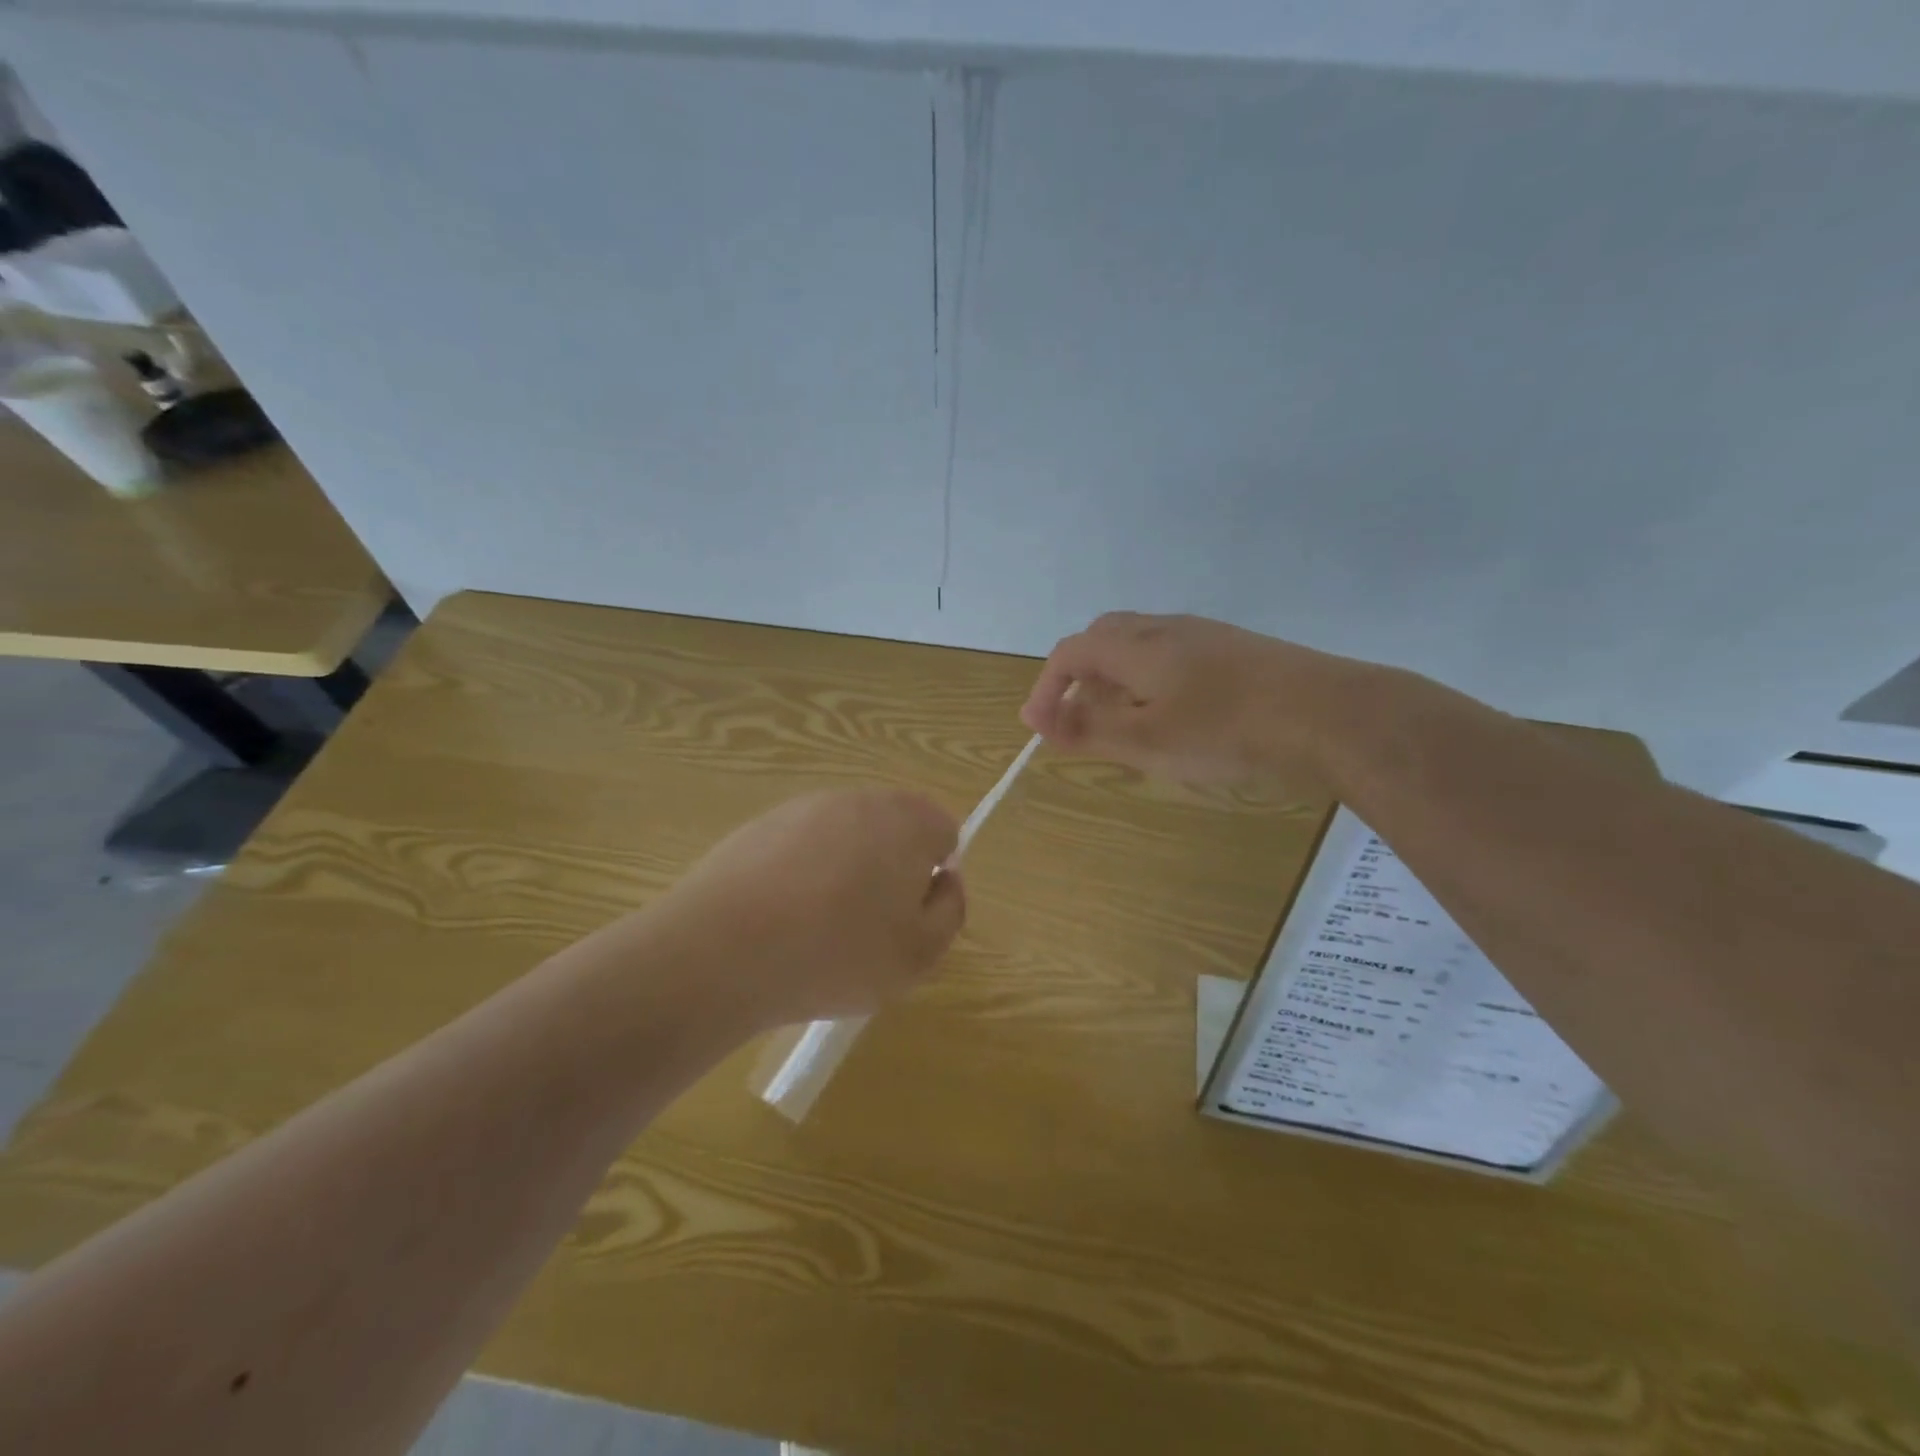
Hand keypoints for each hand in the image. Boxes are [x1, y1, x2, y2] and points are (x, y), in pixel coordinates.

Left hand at [653, 788, 965, 1030]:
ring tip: (819, 927)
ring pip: (847, 836)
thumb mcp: (919, 954)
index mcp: (908, 822)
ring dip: (846, 870)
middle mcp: (860, 800)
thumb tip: (944, 880)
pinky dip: (803, 873)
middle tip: (869, 926)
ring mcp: (806, 807)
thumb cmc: (837, 954)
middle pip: (895, 828)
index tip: (909, 915)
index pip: (945, 830)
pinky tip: (781, 917)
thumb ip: (950, 911)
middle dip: (891, 869)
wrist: (722, 949)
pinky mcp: (761, 824)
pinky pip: (802, 845)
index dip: (935, 875)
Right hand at [1020, 612, 1358, 787]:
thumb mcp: (1146, 740)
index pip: (1070, 652)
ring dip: (1118, 682)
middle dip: (1081, 679)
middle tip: (1083, 722)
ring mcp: (1205, 636)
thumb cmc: (1226, 730)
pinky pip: (1174, 658)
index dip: (1046, 689)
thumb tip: (1035, 721)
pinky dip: (1153, 684)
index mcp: (1136, 646)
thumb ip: (1088, 730)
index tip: (1042, 730)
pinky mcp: (1236, 651)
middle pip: (1104, 640)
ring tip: (1128, 727)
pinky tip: (1177, 718)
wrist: (1330, 716)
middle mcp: (1166, 629)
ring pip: (1141, 648)